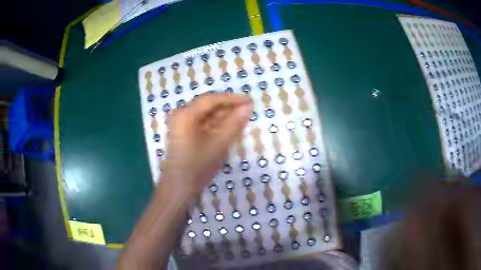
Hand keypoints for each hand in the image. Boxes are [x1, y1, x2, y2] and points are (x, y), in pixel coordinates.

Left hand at [161, 93, 252, 195]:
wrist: (178, 188)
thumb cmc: (197, 165)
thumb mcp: (218, 143)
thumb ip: (234, 123)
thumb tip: (248, 107)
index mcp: (186, 114)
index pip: (211, 99)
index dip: (232, 98)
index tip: (249, 100)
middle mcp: (182, 115)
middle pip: (208, 106)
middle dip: (228, 107)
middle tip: (248, 109)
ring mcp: (182, 125)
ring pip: (206, 115)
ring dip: (224, 116)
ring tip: (242, 117)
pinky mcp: (185, 134)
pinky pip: (203, 124)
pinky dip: (216, 125)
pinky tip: (229, 127)